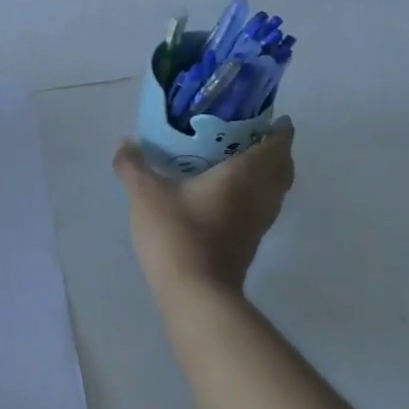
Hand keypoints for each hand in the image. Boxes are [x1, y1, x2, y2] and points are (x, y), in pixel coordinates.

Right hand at [113, 118, 295, 295]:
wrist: (196, 292)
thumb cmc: (177, 233)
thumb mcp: (145, 194)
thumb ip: (133, 165)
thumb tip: (124, 143)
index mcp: (244, 175)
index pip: (278, 145)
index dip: (280, 129)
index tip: (271, 116)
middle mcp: (260, 196)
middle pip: (284, 168)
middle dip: (276, 150)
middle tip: (250, 135)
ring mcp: (258, 223)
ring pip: (276, 190)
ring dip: (267, 173)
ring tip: (238, 160)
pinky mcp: (250, 242)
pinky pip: (262, 207)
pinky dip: (255, 193)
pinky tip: (226, 193)